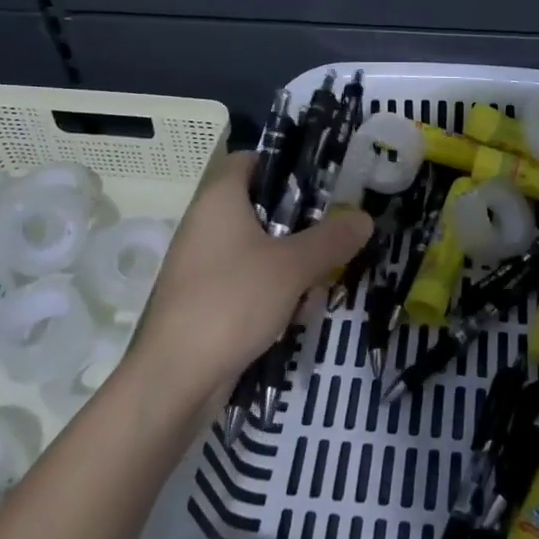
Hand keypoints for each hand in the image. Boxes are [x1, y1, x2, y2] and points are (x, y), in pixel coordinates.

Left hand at [130, 151, 371, 404]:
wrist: (175, 379)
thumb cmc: (233, 301)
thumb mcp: (293, 266)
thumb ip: (332, 238)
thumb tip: (364, 217)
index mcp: (220, 199)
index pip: (252, 159)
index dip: (286, 164)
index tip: (323, 183)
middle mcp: (206, 223)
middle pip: (261, 207)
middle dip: (300, 225)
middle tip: (334, 237)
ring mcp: (202, 264)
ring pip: (258, 248)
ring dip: (291, 264)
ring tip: (319, 286)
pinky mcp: (203, 299)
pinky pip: (246, 281)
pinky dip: (272, 291)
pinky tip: (294, 316)